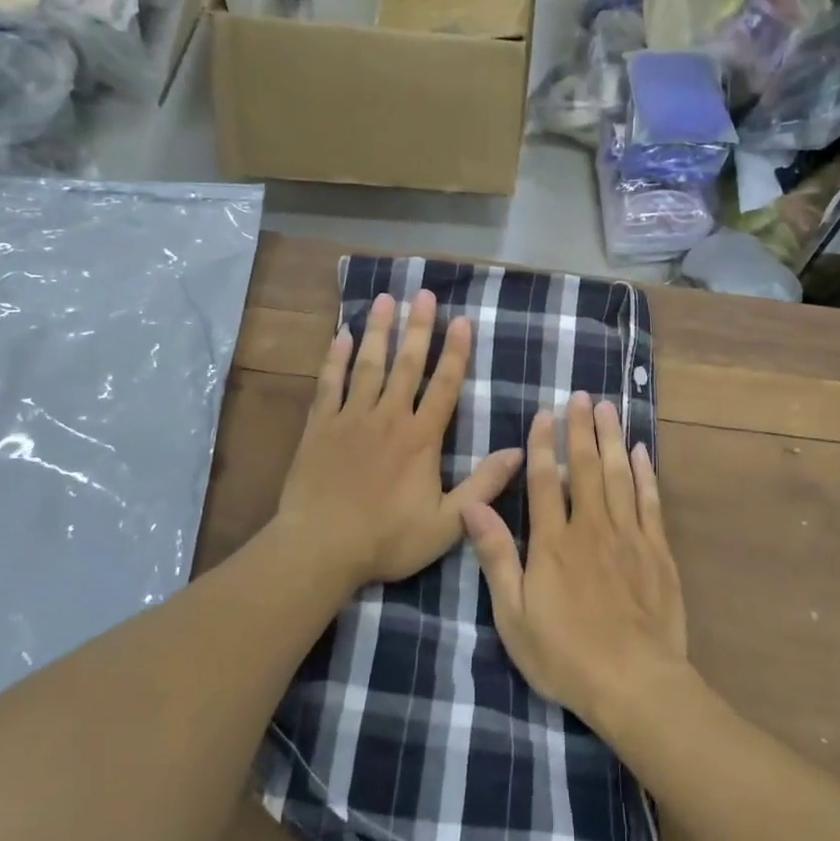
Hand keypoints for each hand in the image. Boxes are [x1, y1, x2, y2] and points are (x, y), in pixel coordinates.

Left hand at [273, 289, 522, 593]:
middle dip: (418, 327)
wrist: (320, 547)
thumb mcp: (447, 522)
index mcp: (421, 438)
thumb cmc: (387, 538)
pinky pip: (329, 384)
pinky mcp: (319, 426)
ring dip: (379, 331)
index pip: (444, 386)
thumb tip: (520, 452)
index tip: (461, 320)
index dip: (455, 352)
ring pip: (368, 365)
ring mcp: (350, 418)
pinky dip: (336, 358)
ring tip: (385, 300)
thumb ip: (484, 485)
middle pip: (406, 365)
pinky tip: (342, 335)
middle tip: (423, 293)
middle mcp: (388, 417)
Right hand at [463, 392, 687, 727]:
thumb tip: (473, 507)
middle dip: (581, 428)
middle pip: (585, 467)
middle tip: (582, 395)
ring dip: (613, 439)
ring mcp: (628, 536)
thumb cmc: (565, 655)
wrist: (635, 683)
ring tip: (609, 408)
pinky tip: (642, 452)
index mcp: (552, 542)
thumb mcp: (514, 615)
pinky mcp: (658, 551)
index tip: (545, 413)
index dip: (543, 444)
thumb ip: (496, 557)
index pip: (545, 481)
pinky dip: (646, 473)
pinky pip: (651, 501)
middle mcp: (591, 527)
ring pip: (620, 475)